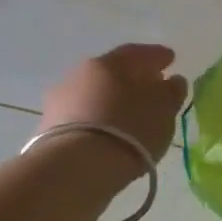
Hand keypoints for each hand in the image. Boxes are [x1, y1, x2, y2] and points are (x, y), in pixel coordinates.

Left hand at [41, 44, 188, 167]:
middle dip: (133, 78)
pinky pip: (82, 117)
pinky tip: (109, 132)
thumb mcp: (162, 109)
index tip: (170, 59)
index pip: (137, 53)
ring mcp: (60, 101)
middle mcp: (80, 74)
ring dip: (112, 101)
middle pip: (112, 72)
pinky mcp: (49, 128)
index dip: (157, 56)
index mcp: (109, 63)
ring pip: (94, 94)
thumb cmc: (128, 129)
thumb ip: (171, 92)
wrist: (76, 167)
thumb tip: (172, 81)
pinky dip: (98, 120)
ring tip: (129, 116)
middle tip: (150, 88)